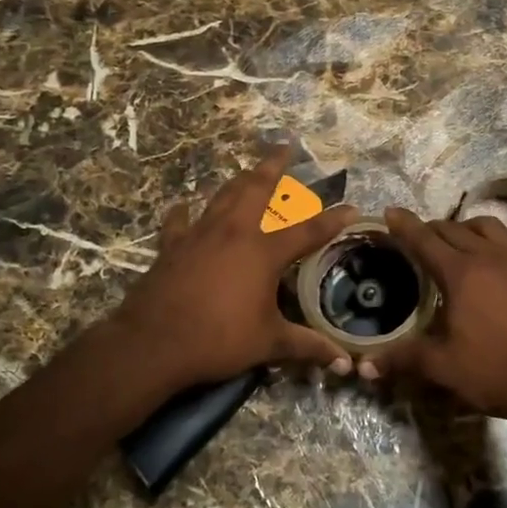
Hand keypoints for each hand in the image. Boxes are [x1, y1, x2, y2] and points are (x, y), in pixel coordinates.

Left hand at [111, 146, 358, 385]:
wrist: (155, 342)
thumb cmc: (218, 340)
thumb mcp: (269, 344)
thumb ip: (307, 347)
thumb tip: (343, 361)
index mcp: (263, 252)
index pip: (308, 230)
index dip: (332, 219)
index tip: (352, 207)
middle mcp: (234, 232)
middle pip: (257, 188)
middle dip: (274, 166)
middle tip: (285, 146)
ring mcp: (200, 234)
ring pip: (222, 195)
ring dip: (238, 179)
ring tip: (248, 169)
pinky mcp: (172, 246)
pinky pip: (179, 221)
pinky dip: (184, 212)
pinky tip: (184, 206)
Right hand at [359, 207, 506, 425]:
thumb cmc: (498, 373)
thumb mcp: (444, 368)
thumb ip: (403, 359)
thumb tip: (364, 366)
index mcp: (461, 274)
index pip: (425, 240)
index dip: (404, 225)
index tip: (390, 212)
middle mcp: (490, 257)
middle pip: (454, 229)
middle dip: (431, 228)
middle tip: (418, 238)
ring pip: (489, 226)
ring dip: (467, 227)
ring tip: (459, 239)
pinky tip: (503, 250)